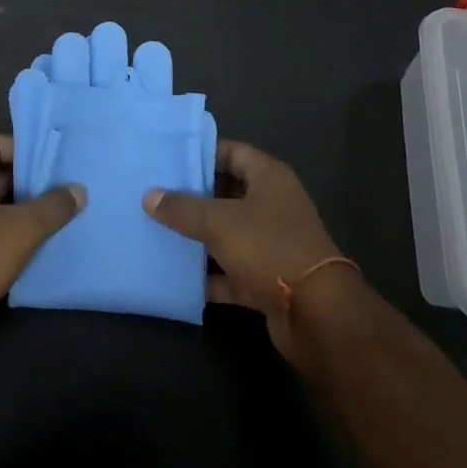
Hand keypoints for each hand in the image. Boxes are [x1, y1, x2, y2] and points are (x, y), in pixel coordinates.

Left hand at [0, 134, 84, 363]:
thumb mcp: (22, 229)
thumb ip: (53, 207)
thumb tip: (79, 189)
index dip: (20, 149)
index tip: (49, 165)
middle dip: (27, 182)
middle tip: (61, 191)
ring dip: (20, 211)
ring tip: (56, 218)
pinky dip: (8, 234)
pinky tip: (35, 247)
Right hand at [144, 140, 346, 363]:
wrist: (318, 315)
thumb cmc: (269, 248)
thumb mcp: (219, 222)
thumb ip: (182, 208)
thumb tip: (149, 195)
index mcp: (268, 178)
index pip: (232, 152)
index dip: (201, 154)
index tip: (168, 159)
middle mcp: (273, 205)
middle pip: (228, 193)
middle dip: (194, 197)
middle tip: (155, 196)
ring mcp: (272, 244)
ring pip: (229, 234)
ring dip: (199, 238)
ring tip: (158, 232)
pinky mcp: (269, 280)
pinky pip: (233, 272)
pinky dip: (211, 276)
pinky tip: (178, 278)